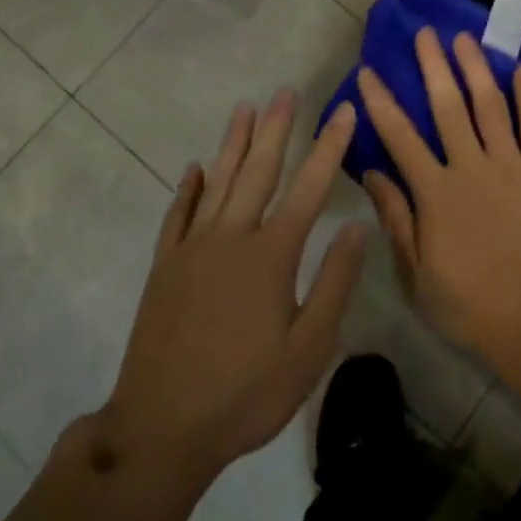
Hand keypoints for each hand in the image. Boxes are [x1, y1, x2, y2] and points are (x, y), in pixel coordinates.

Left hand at [94, 92, 366, 485]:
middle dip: (277, 128)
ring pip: (218, 182)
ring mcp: (193, 249)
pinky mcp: (165, 267)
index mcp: (271, 255)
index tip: (344, 111)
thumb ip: (334, 283)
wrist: (161, 429)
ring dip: (234, 143)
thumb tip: (358, 227)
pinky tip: (195, 169)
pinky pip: (178, 215)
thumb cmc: (246, 393)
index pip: (310, 187)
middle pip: (259, 170)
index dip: (330, 147)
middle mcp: (231, 238)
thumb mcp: (309, 349)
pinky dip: (188, 189)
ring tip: (246, 108)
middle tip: (287, 91)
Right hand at [357, 29, 520, 367]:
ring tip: (464, 38)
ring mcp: (510, 166)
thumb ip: (395, 219)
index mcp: (435, 193)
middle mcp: (470, 167)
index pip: (400, 137)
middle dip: (433, 66)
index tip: (369, 71)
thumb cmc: (472, 305)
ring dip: (475, 69)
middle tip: (425, 32)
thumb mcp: (417, 274)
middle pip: (447, 107)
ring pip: (489, 106)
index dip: (381, 102)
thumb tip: (370, 173)